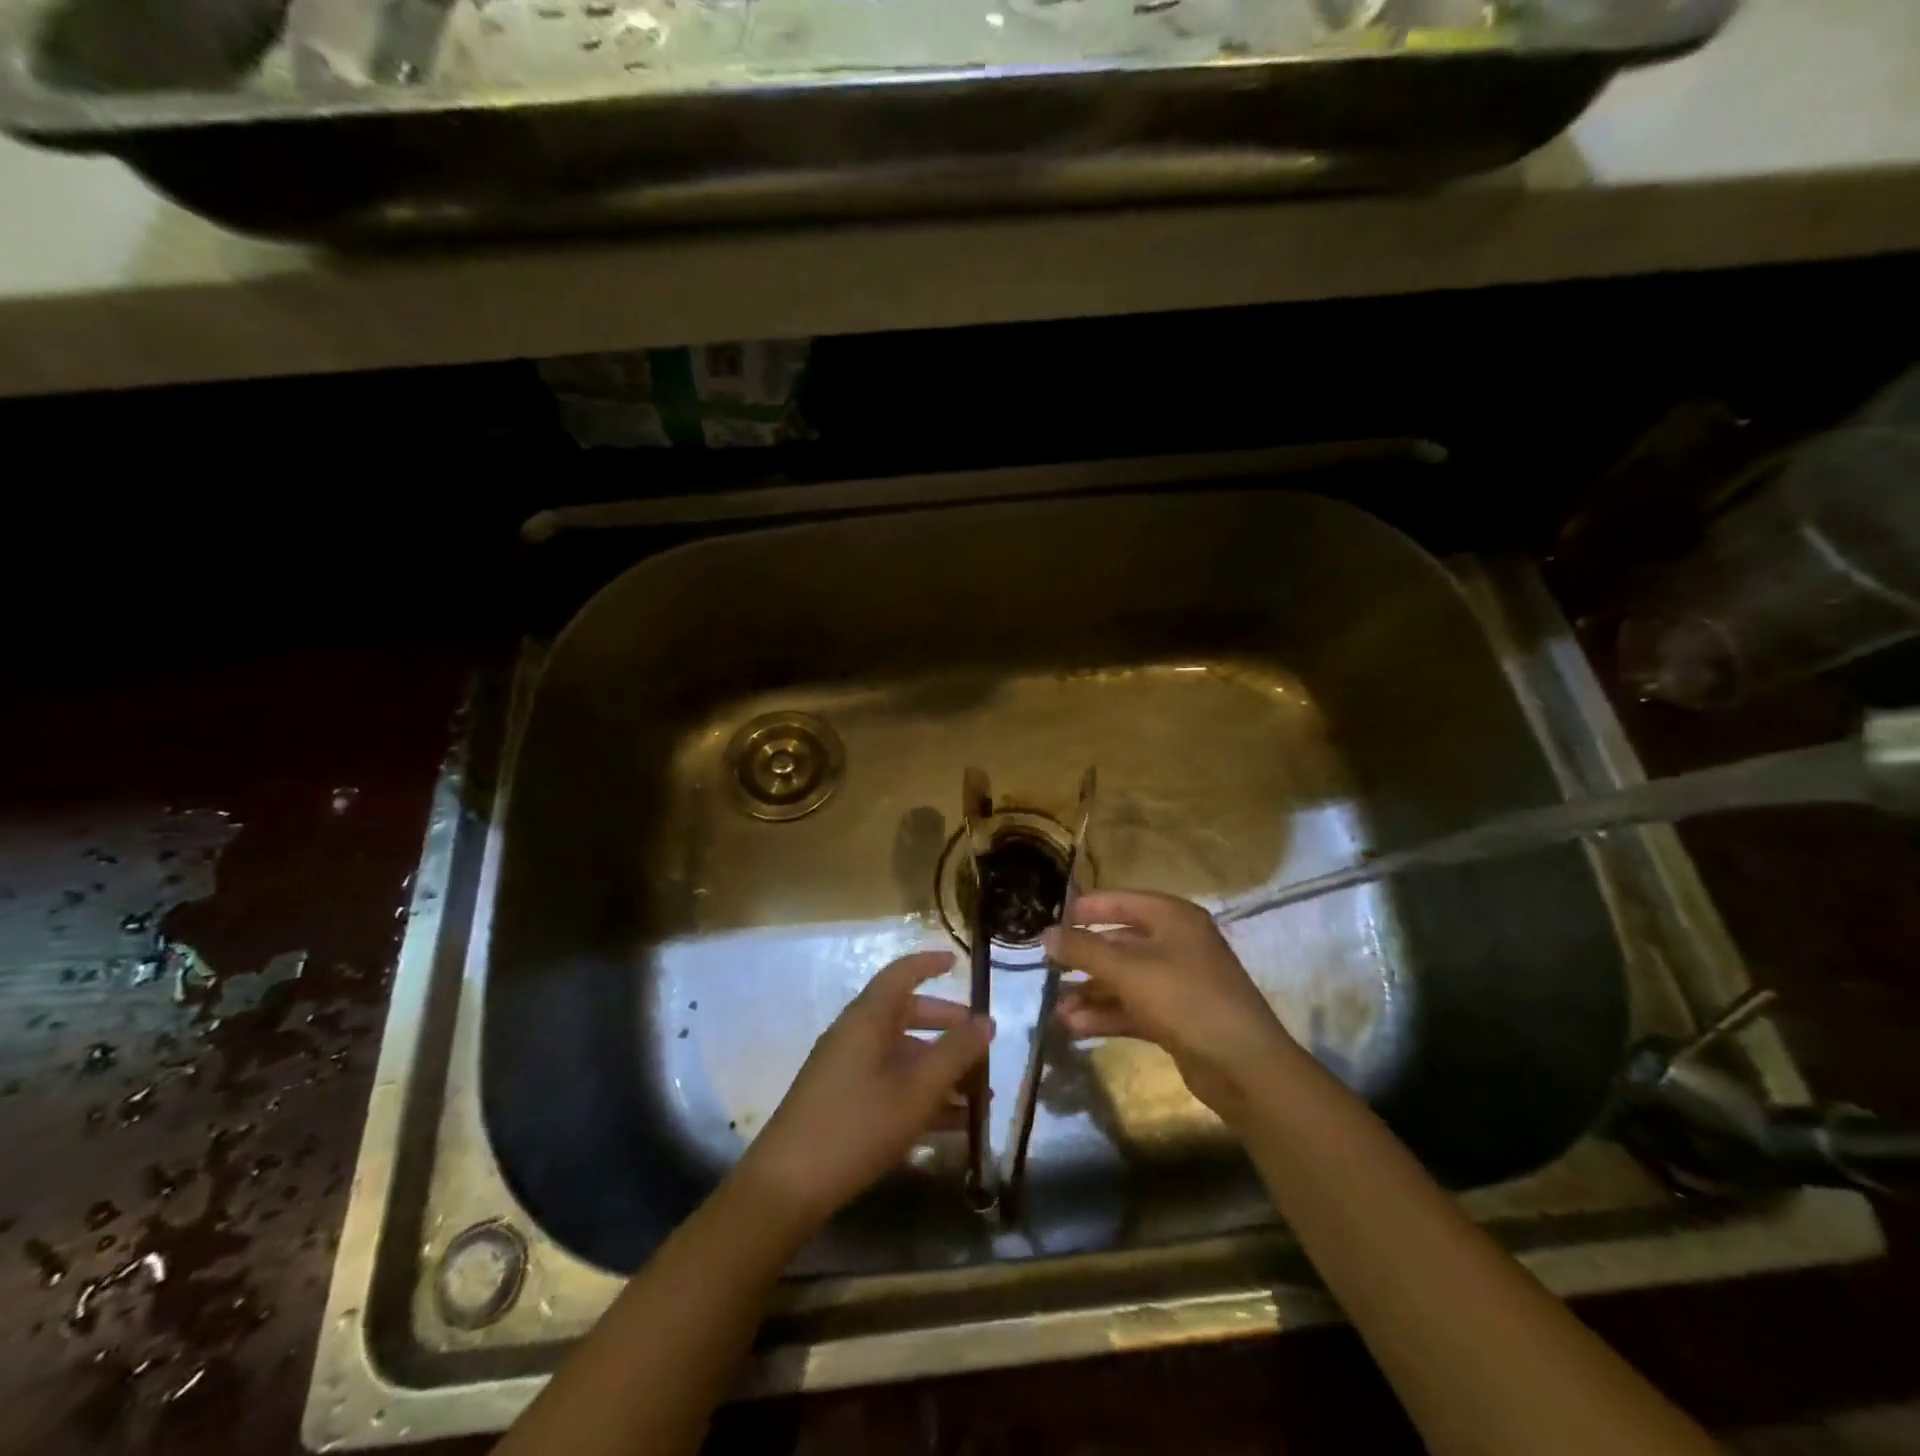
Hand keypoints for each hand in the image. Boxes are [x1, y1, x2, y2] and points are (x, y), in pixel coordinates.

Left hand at [736, 950, 993, 1227]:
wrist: (786, 1186)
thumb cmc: (856, 1126)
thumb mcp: (916, 1091)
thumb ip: (954, 1054)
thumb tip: (987, 1021)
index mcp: (868, 1018)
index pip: (901, 974)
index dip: (929, 964)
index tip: (958, 962)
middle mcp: (855, 1034)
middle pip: (906, 1015)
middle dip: (946, 1027)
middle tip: (981, 1042)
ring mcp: (846, 1069)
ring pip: (901, 1054)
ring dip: (939, 1069)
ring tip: (979, 1095)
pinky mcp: (842, 1101)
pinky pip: (890, 1083)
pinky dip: (920, 1094)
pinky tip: (953, 1124)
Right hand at [1043, 890, 1301, 1125]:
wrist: (1244, 1066)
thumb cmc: (1185, 999)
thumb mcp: (1128, 970)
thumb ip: (1083, 949)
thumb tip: (1044, 934)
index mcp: (1172, 917)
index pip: (1118, 901)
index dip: (1083, 910)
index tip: (1048, 924)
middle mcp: (1175, 943)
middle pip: (1118, 942)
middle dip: (1082, 960)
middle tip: (1046, 971)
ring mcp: (1177, 981)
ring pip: (1123, 979)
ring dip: (1090, 993)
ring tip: (1056, 1011)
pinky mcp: (1175, 1017)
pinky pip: (1132, 1007)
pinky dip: (1106, 1014)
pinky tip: (1075, 1028)